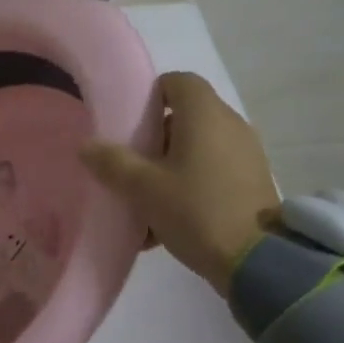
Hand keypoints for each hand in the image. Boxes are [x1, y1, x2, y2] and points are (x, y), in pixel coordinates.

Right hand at [80, 71, 278, 296]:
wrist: (256, 261)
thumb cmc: (196, 211)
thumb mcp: (144, 189)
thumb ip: (112, 163)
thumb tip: (86, 146)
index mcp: (205, 114)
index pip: (178, 81)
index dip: (151, 95)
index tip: (130, 122)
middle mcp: (230, 124)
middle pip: (187, 116)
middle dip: (156, 138)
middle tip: (131, 164)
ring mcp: (246, 153)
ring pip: (199, 147)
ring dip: (171, 166)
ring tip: (146, 199)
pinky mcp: (253, 181)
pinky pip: (214, 171)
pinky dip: (191, 184)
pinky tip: (168, 222)